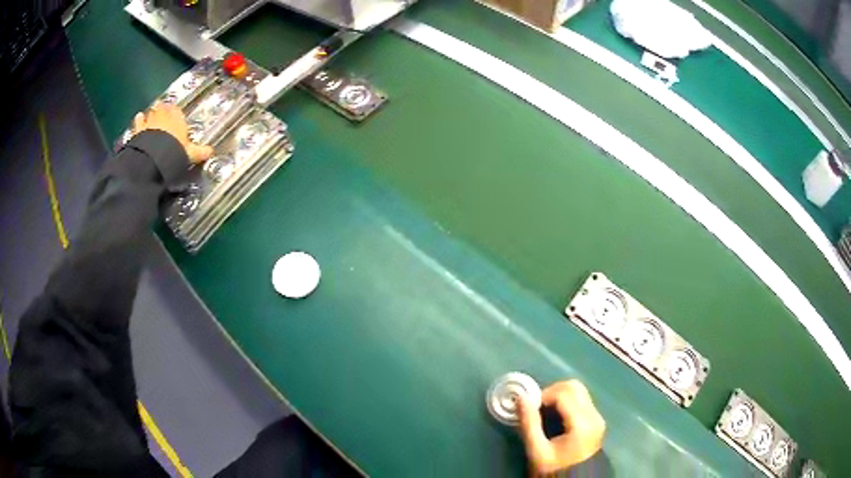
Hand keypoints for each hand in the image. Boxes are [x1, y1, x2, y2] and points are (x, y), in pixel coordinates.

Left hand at [132, 101, 212, 163]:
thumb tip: (210, 152)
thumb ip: (198, 151)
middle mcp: (163, 115)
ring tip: (150, 113)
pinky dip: (138, 120)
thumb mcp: (189, 153)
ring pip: (150, 112)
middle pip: (163, 108)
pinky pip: (138, 122)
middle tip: (161, 110)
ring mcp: (150, 121)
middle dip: (162, 108)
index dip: (175, 112)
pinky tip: (138, 119)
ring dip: (150, 112)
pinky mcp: (138, 130)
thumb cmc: (174, 151)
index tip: (174, 113)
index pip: (177, 110)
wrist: (154, 157)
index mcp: (177, 117)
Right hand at [518, 380, 605, 475]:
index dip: (543, 395)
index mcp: (582, 424)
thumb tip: (521, 398)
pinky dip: (565, 402)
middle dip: (551, 392)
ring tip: (544, 412)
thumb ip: (529, 424)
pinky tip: (554, 417)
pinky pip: (581, 401)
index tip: (528, 408)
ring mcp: (597, 418)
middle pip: (574, 387)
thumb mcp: (537, 452)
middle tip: (536, 407)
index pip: (563, 393)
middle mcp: (594, 416)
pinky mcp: (596, 421)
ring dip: (558, 395)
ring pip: (578, 391)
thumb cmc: (554, 470)